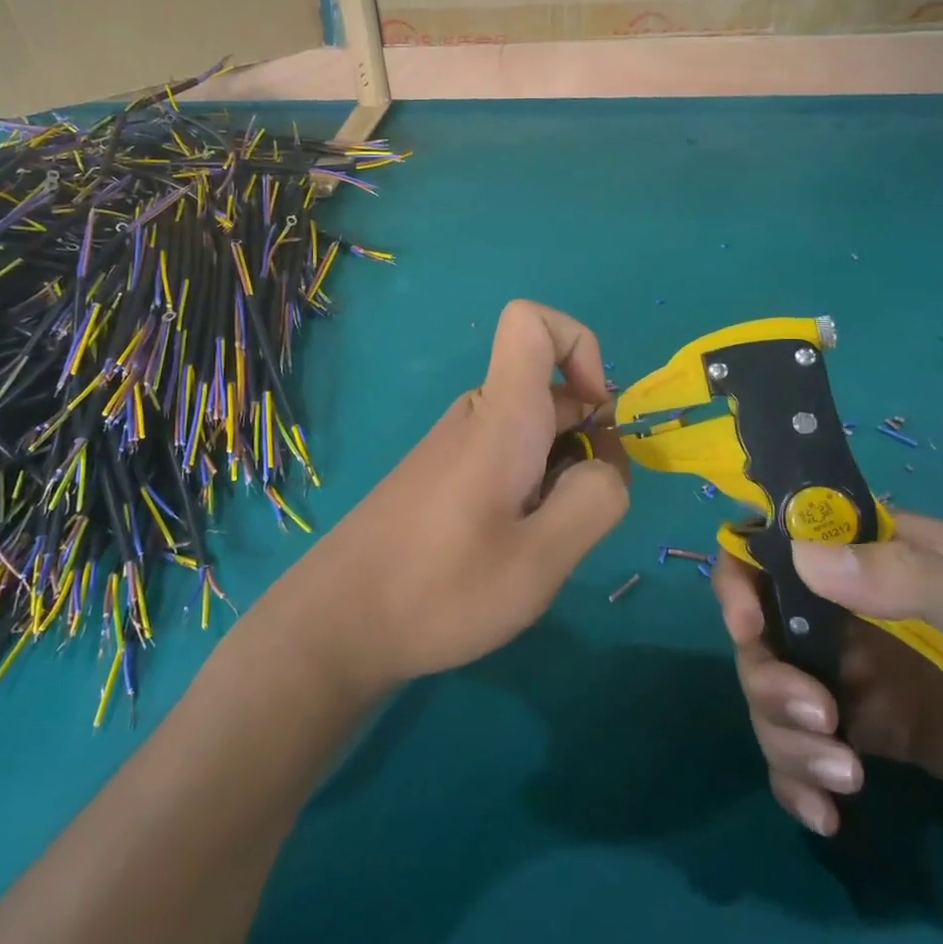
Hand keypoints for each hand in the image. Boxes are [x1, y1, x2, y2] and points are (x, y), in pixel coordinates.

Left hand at [285, 300, 628, 694]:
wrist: (336, 622)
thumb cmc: (439, 589)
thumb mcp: (539, 559)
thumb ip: (594, 501)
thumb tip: (606, 465)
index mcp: (501, 416)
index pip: (532, 322)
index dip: (581, 347)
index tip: (596, 417)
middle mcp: (476, 415)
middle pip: (552, 391)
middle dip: (588, 442)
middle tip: (570, 521)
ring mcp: (456, 445)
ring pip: (534, 432)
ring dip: (559, 476)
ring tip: (537, 547)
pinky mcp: (443, 475)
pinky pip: (506, 458)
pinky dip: (530, 490)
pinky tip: (508, 550)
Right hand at [712, 511, 942, 844]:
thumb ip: (908, 578)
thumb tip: (802, 556)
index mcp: (879, 558)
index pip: (783, 543)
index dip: (745, 573)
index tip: (747, 626)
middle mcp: (855, 610)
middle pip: (766, 627)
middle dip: (768, 674)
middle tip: (814, 721)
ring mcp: (863, 674)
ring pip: (776, 690)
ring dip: (782, 734)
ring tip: (839, 777)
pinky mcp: (877, 736)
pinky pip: (807, 748)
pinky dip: (798, 778)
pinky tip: (826, 814)